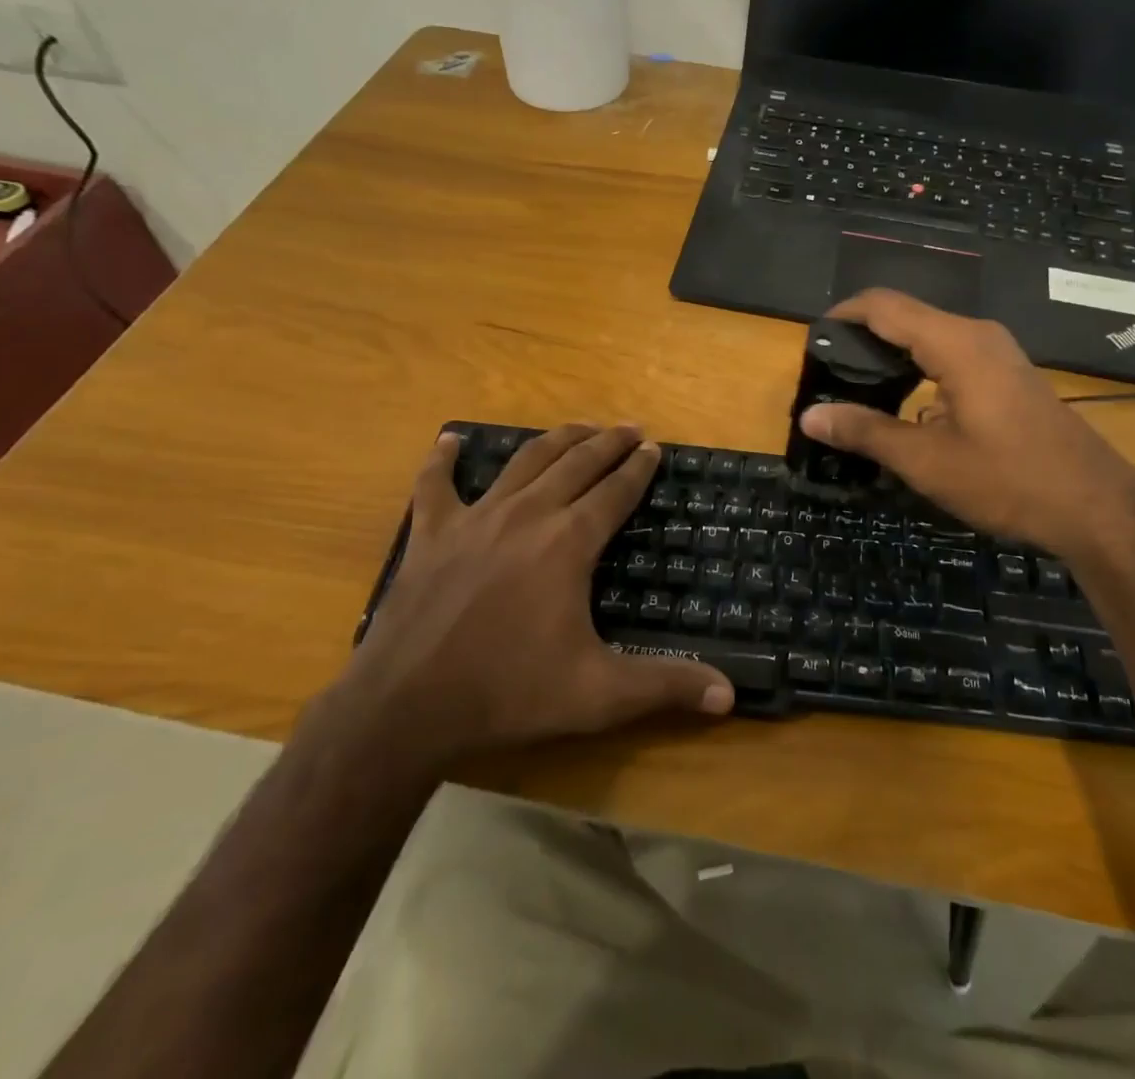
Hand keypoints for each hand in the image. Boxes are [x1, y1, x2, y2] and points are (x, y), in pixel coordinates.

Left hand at [341, 425, 732, 760]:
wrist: (405, 708)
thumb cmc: (508, 693)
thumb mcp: (597, 694)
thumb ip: (665, 686)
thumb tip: (729, 695)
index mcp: (568, 542)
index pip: (615, 492)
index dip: (638, 468)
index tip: (654, 447)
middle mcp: (528, 515)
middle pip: (576, 463)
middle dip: (608, 442)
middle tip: (629, 427)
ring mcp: (475, 519)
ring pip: (524, 462)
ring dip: (556, 439)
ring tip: (579, 426)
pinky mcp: (431, 534)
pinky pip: (435, 485)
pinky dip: (443, 460)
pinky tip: (449, 440)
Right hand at [799, 290, 1134, 555]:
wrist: (1096, 506)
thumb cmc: (1009, 480)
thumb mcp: (927, 461)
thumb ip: (866, 431)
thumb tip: (810, 416)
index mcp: (956, 343)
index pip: (884, 306)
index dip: (843, 314)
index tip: (813, 339)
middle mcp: (977, 334)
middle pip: (906, 316)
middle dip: (863, 336)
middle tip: (828, 370)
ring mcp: (998, 353)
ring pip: (930, 336)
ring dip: (892, 354)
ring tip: (856, 386)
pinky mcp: (1007, 374)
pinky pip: (951, 354)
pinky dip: (919, 368)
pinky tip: (904, 404)